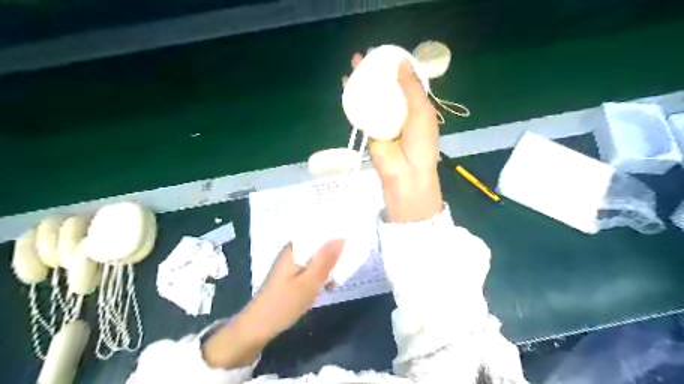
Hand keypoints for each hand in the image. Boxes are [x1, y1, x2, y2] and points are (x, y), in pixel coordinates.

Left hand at [201, 240, 341, 367]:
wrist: (259, 327)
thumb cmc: (285, 303)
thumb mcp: (310, 282)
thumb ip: (326, 260)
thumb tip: (341, 238)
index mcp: (294, 249)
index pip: (317, 231)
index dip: (334, 233)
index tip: (350, 239)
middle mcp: (292, 252)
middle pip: (317, 245)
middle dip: (333, 252)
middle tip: (347, 262)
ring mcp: (290, 264)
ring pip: (315, 258)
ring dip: (327, 265)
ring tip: (337, 277)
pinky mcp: (290, 276)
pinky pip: (310, 268)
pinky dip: (320, 274)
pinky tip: (327, 285)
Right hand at [342, 52, 443, 220]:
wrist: (405, 172)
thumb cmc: (420, 142)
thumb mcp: (422, 111)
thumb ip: (412, 88)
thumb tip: (402, 62)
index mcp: (415, 108)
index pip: (405, 84)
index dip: (396, 69)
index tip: (387, 54)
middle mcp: (398, 112)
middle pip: (386, 87)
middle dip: (376, 71)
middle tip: (366, 55)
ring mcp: (383, 120)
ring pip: (372, 96)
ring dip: (363, 80)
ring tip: (354, 62)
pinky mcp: (369, 129)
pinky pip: (361, 110)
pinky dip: (354, 97)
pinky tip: (346, 83)